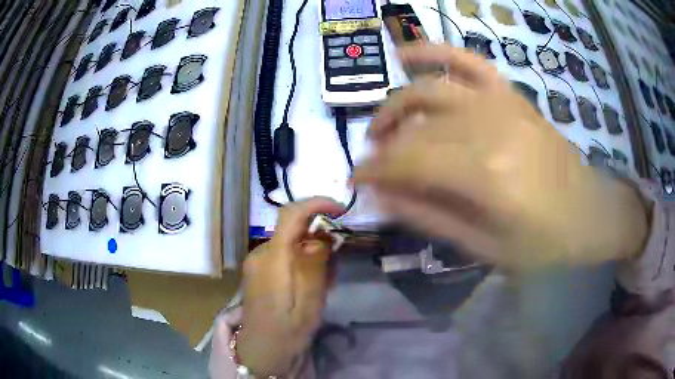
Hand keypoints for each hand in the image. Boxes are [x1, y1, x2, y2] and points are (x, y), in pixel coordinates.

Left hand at [236, 198, 343, 376]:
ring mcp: (256, 262)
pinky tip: (309, 285)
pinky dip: (300, 262)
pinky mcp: (257, 270)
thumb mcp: (311, 300)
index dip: (316, 203)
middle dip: (319, 238)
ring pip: (290, 243)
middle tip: (335, 266)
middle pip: (293, 229)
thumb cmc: (288, 330)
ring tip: (324, 282)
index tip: (340, 209)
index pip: (291, 214)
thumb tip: (321, 235)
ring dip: (311, 253)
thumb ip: (316, 263)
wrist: (261, 350)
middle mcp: (260, 253)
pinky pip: (282, 255)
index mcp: (272, 258)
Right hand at [355, 44, 647, 268]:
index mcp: (486, 174)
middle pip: (417, 127)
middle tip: (372, 164)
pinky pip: (467, 61)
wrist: (590, 213)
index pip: (409, 160)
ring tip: (383, 125)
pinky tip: (406, 53)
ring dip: (396, 104)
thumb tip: (382, 196)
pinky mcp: (511, 94)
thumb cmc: (544, 243)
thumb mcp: (486, 248)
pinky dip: (435, 52)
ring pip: (430, 90)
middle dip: (384, 146)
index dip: (375, 169)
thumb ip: (430, 218)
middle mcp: (489, 126)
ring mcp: (501, 102)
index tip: (354, 180)